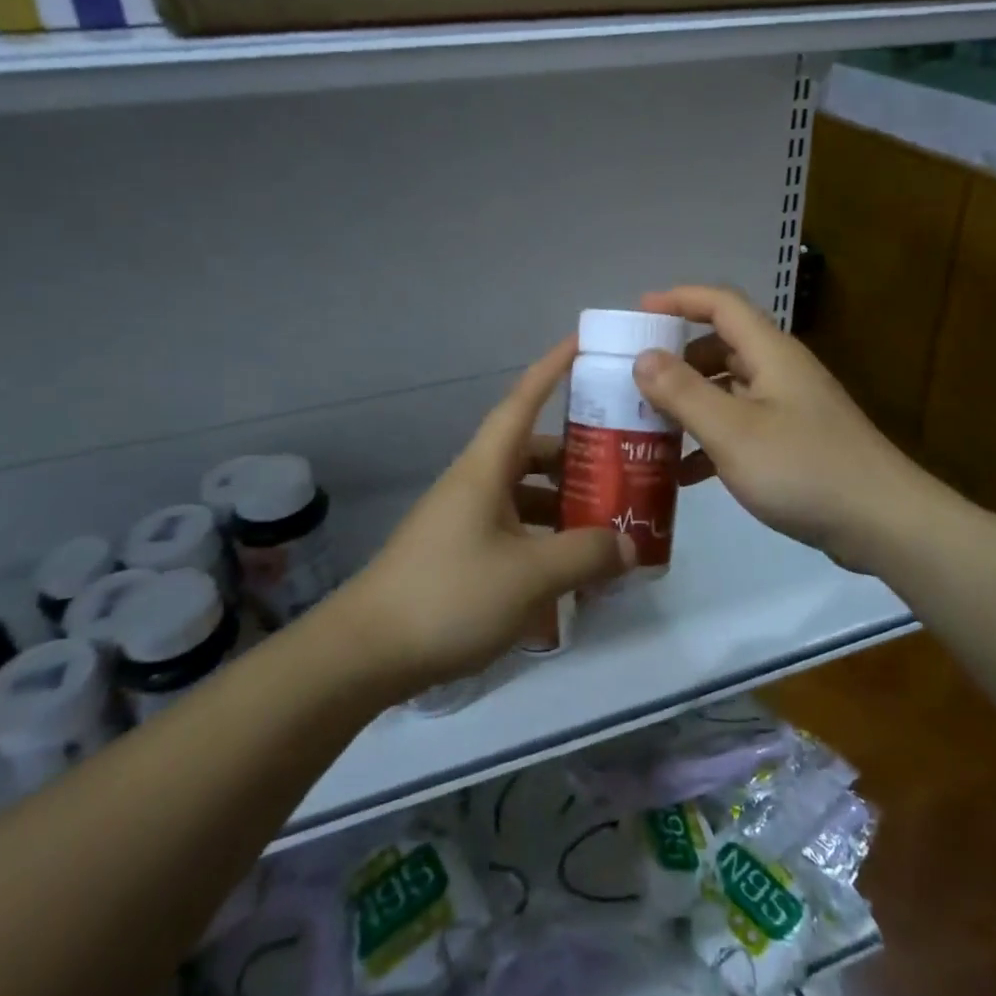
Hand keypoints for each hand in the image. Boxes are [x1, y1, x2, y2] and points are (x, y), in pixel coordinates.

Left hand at [334, 339, 635, 687]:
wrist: (366, 653)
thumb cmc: (450, 595)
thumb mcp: (530, 575)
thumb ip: (586, 554)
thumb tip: (629, 544)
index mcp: (485, 468)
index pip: (522, 400)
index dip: (552, 368)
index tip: (583, 342)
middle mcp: (474, 484)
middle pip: (531, 452)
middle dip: (575, 454)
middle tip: (624, 463)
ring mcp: (464, 520)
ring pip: (524, 494)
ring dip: (563, 502)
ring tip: (608, 522)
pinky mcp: (459, 554)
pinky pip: (513, 530)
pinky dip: (544, 538)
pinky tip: (569, 569)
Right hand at [634, 285, 939, 568]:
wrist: (884, 524)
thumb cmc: (804, 469)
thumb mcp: (733, 431)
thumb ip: (684, 392)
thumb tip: (643, 356)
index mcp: (770, 353)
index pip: (721, 304)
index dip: (679, 299)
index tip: (638, 313)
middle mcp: (780, 372)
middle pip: (721, 346)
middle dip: (676, 359)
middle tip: (635, 380)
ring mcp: (789, 408)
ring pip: (728, 390)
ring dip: (690, 403)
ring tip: (648, 426)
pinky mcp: (794, 443)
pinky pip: (741, 427)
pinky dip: (710, 440)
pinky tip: (683, 473)